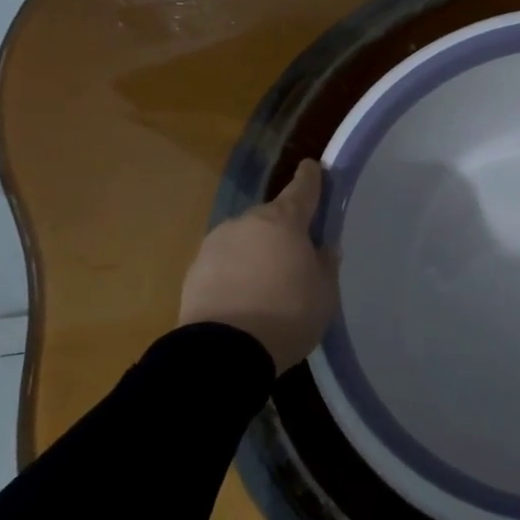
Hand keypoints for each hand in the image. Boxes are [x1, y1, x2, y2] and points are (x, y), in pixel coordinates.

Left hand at [179, 160, 339, 373]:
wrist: (223, 353)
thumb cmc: (287, 315)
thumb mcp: (325, 293)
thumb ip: (325, 264)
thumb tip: (322, 248)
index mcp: (285, 221)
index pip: (303, 188)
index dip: (311, 177)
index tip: (312, 167)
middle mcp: (248, 222)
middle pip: (272, 217)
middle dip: (283, 230)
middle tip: (295, 256)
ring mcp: (216, 243)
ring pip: (245, 239)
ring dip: (256, 251)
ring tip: (266, 283)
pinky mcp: (194, 269)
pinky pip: (224, 262)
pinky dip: (235, 271)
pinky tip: (242, 296)